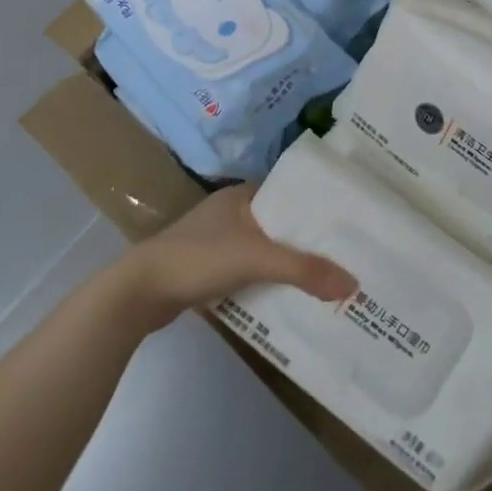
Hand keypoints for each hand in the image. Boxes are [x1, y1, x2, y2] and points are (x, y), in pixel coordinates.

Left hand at [117, 184, 356, 328]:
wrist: (138, 293)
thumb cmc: (198, 258)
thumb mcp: (256, 259)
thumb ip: (304, 270)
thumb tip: (353, 283)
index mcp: (242, 195)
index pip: (291, 193)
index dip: (319, 206)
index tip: (350, 221)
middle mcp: (231, 212)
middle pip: (281, 224)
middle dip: (308, 241)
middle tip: (346, 255)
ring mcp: (217, 241)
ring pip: (265, 249)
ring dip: (289, 263)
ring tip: (326, 278)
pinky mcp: (208, 268)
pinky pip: (250, 270)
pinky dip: (268, 281)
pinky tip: (289, 297)